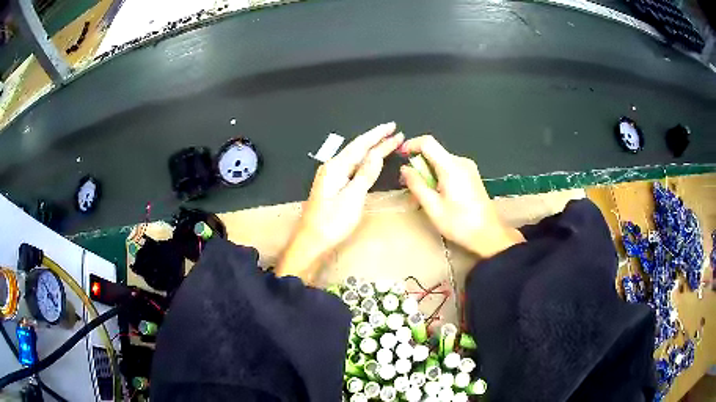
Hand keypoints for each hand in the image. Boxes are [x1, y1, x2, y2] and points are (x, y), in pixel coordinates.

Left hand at [277, 122, 403, 281]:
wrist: (311, 242)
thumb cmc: (332, 223)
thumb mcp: (352, 198)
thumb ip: (365, 174)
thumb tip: (376, 154)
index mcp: (336, 167)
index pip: (360, 145)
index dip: (378, 135)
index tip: (393, 127)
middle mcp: (332, 167)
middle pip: (357, 148)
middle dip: (376, 139)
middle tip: (394, 131)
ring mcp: (331, 177)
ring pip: (355, 157)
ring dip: (372, 149)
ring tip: (387, 142)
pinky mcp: (333, 186)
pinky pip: (352, 167)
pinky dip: (365, 161)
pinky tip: (369, 160)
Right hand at [399, 135, 523, 257]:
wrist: (489, 234)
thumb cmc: (460, 224)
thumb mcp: (433, 207)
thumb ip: (417, 185)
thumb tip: (405, 169)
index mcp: (451, 167)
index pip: (427, 142)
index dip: (411, 145)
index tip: (400, 156)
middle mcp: (461, 162)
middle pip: (434, 153)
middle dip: (418, 166)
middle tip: (407, 185)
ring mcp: (468, 168)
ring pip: (441, 162)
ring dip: (427, 174)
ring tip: (420, 196)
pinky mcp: (471, 175)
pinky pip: (449, 169)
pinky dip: (438, 178)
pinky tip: (435, 195)